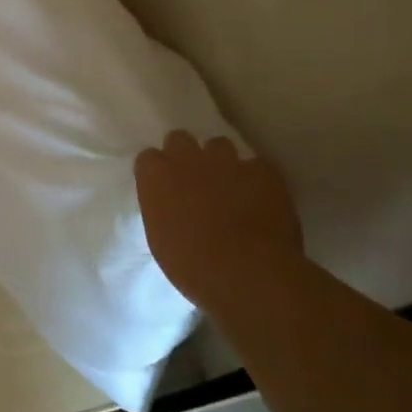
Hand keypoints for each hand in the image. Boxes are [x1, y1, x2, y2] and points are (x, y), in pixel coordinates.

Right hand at [135, 132, 303, 303]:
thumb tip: (171, 206)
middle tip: (192, 180)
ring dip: (220, 162)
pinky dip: (256, 178)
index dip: (157, 172)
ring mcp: (227, 161)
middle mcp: (187, 159)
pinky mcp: (262, 170)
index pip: (148, 158)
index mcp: (156, 177)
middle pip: (179, 139)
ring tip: (229, 185)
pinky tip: (260, 197)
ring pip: (219, 145)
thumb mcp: (160, 238)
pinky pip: (256, 165)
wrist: (247, 273)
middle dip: (185, 155)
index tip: (163, 188)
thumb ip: (162, 209)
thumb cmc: (192, 265)